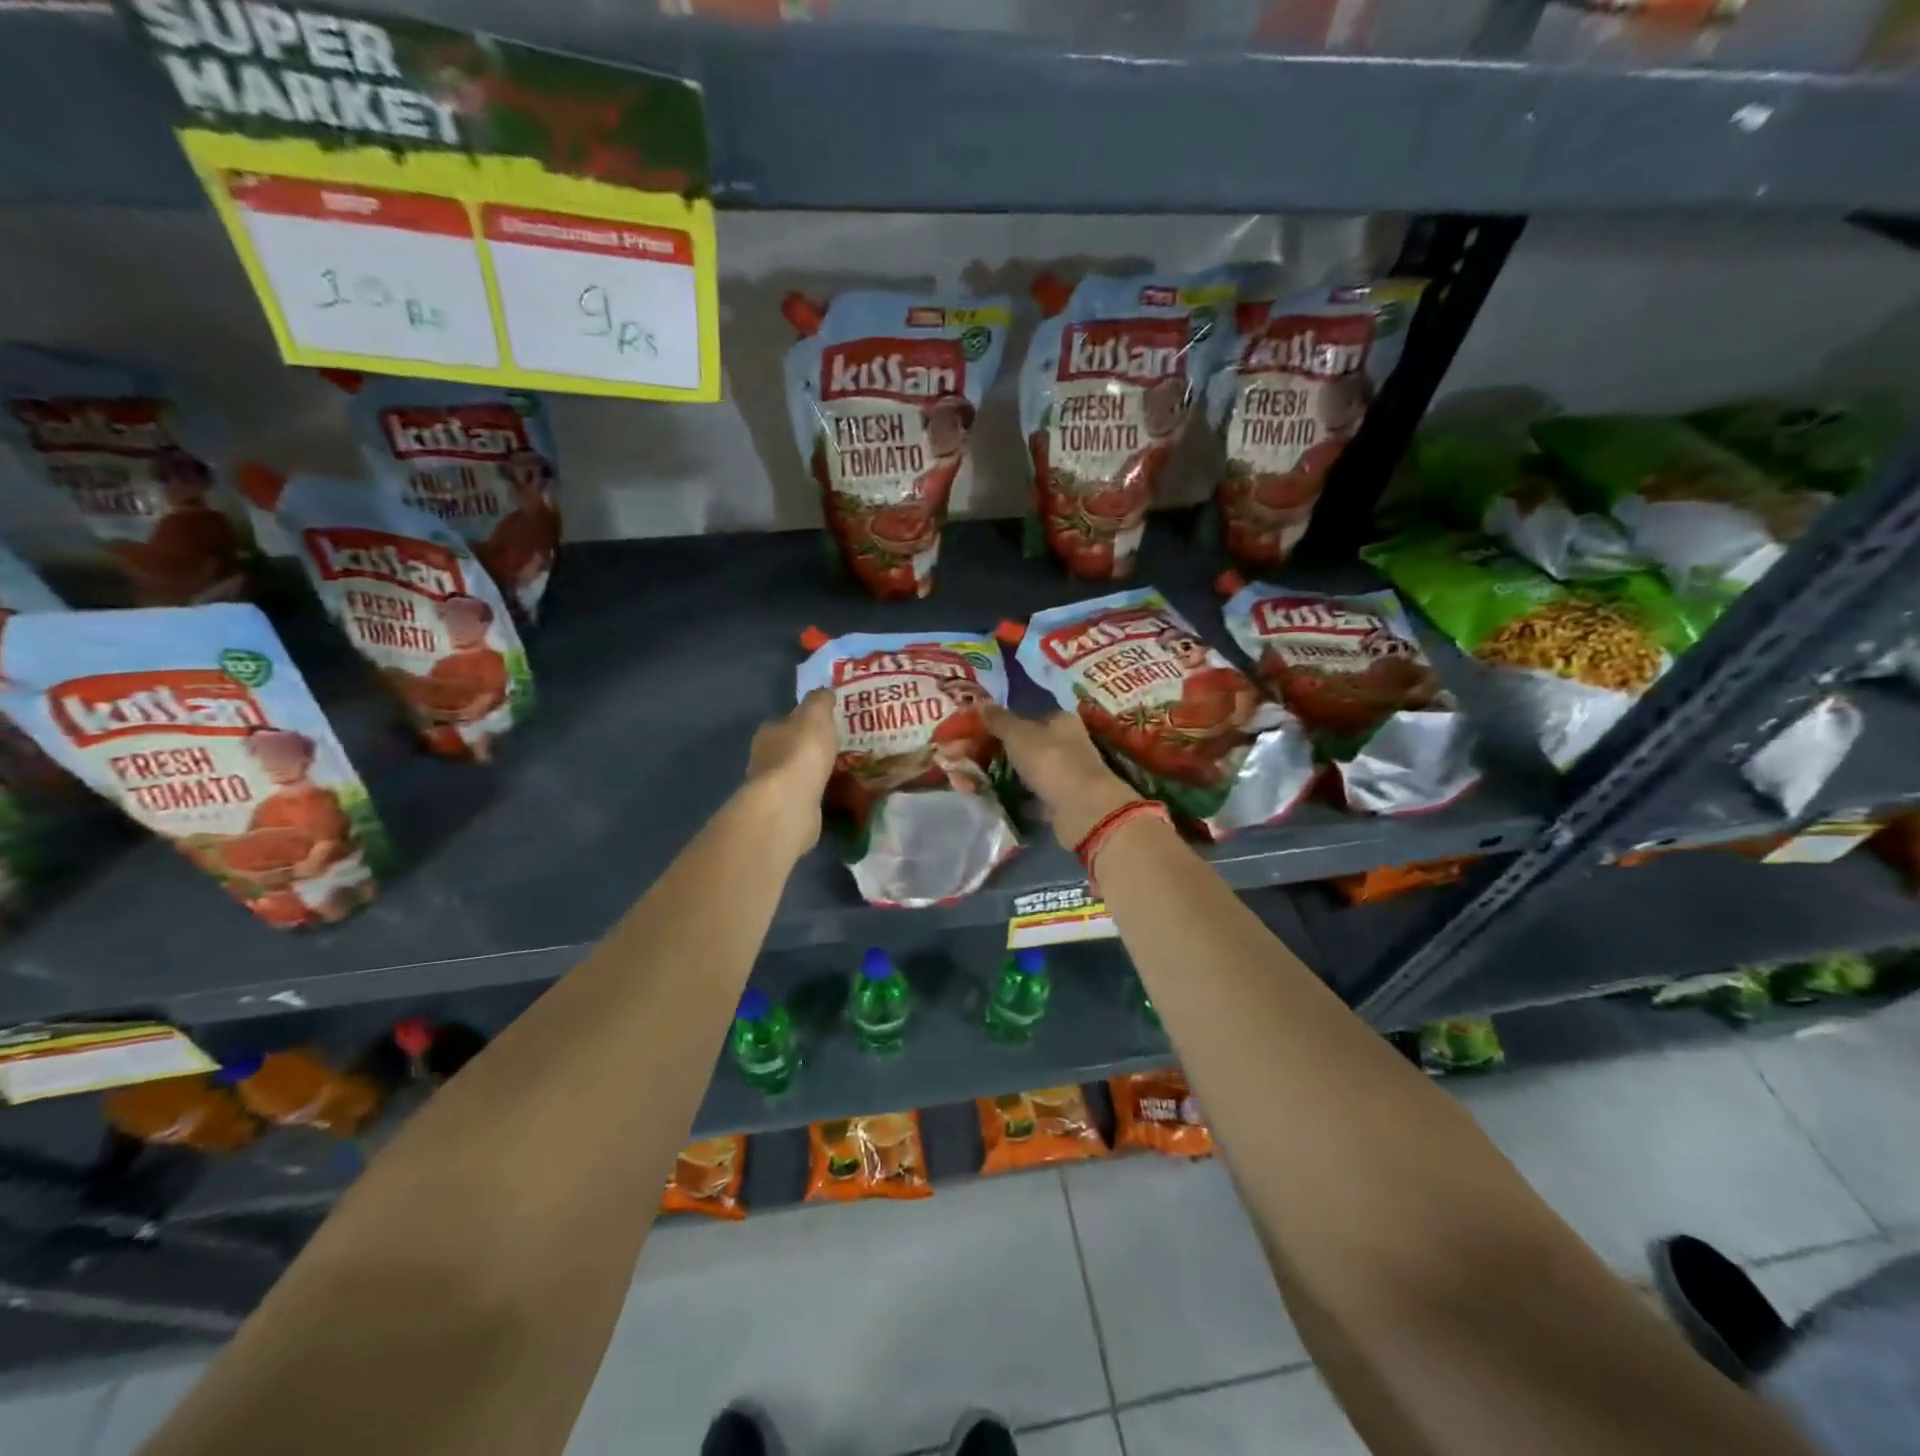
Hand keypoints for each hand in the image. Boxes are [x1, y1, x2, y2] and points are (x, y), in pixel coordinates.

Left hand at [744, 688, 837, 855]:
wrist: (790, 802)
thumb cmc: (802, 752)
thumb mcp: (816, 715)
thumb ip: (820, 701)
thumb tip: (824, 691)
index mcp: (769, 732)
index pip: (787, 721)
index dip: (805, 721)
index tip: (826, 724)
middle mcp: (764, 758)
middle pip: (788, 748)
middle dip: (808, 748)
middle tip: (836, 748)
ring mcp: (772, 788)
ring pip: (795, 774)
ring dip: (812, 773)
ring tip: (839, 772)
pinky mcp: (783, 811)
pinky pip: (803, 797)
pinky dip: (814, 794)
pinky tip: (831, 794)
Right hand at [982, 703, 1139, 847]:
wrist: (1082, 809)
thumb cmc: (1050, 760)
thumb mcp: (1018, 734)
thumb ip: (999, 720)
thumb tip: (981, 702)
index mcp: (1060, 721)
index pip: (1028, 716)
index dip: (1001, 724)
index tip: (976, 734)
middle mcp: (1067, 744)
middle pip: (1026, 745)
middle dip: (997, 753)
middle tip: (968, 760)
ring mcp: (1066, 774)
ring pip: (1028, 771)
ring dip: (1004, 776)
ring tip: (974, 782)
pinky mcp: (1062, 801)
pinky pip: (1032, 796)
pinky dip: (1016, 798)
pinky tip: (995, 800)